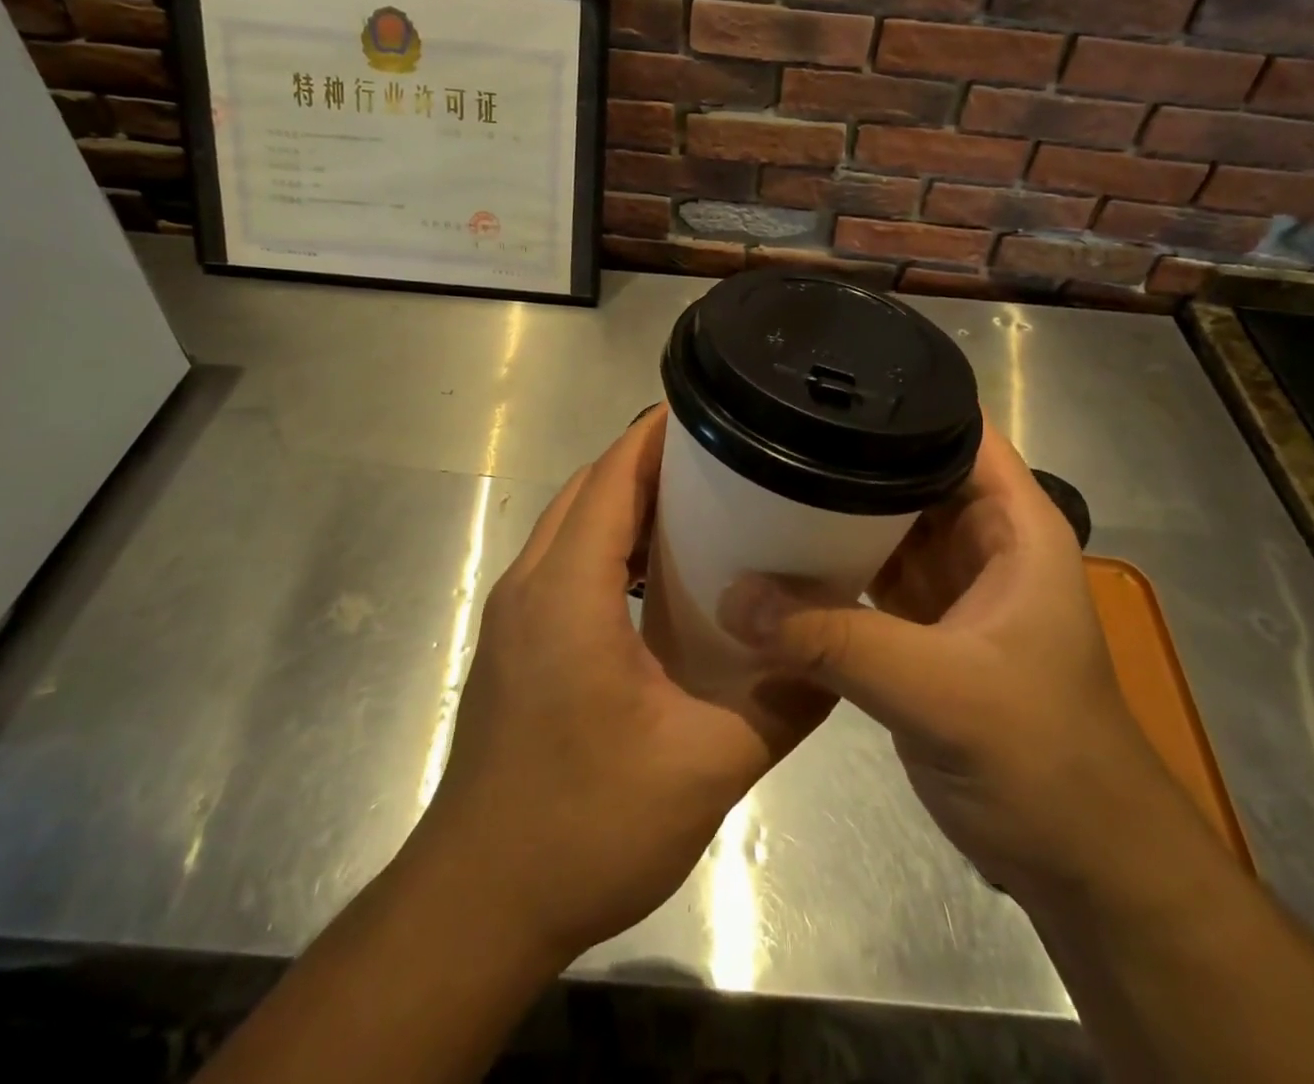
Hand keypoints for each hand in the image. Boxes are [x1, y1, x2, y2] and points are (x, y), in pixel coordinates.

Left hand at [415, 406, 830, 964]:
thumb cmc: (584, 828)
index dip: (657, 435)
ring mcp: (515, 614)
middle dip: (650, 461)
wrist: (478, 904)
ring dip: (627, 502)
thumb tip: (835, 659)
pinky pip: (564, 562)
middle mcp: (531, 585)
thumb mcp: (704, 770)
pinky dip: (609, 545)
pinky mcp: (515, 643)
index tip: (713, 410)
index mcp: (568, 592)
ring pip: (572, 524)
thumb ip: (780, 707)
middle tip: (726, 457)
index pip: (611, 478)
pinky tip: (658, 578)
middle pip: (589, 490)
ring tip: (702, 504)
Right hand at [719, 421, 1165, 904]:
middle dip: (846, 453)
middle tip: (767, 428)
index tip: (823, 380)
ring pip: (883, 526)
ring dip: (832, 511)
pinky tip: (777, 558)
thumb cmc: (1043, 759)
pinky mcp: (920, 632)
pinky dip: (829, 568)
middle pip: (907, 472)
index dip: (898, 398)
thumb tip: (733, 597)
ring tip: (759, 478)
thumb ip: (835, 641)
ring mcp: (948, 588)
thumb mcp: (941, 691)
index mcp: (1013, 524)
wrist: (1079, 865)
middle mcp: (980, 542)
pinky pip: (867, 578)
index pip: (956, 429)